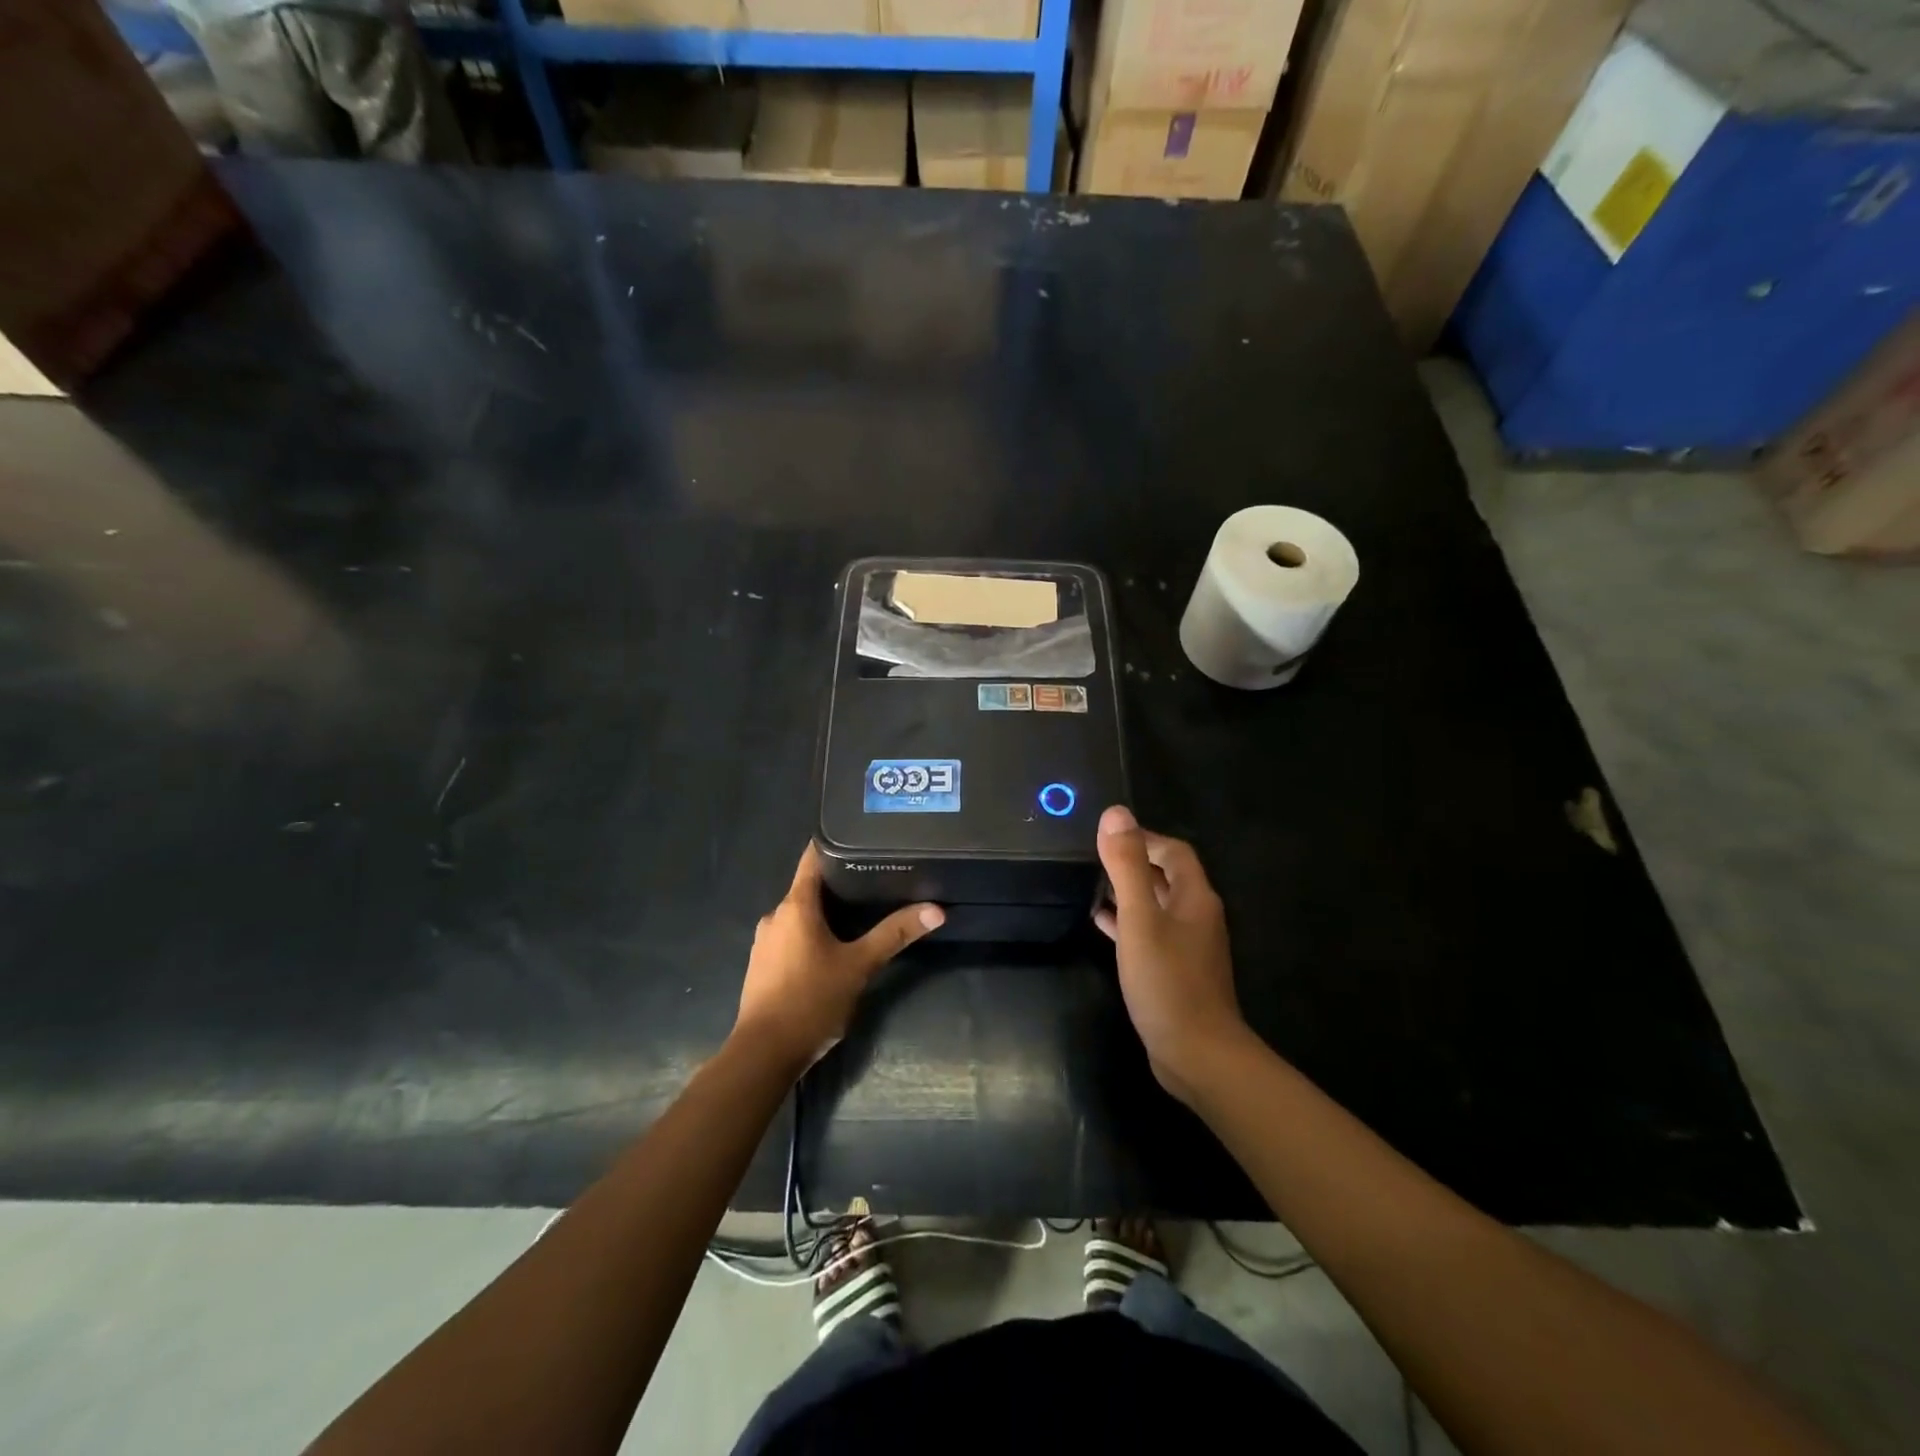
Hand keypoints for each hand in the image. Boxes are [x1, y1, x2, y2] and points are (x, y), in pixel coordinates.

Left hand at [733, 844, 943, 1073]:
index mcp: (795, 906)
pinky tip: (832, 949)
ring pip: (799, 915)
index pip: (812, 859)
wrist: (763, 1055)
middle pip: (808, 888)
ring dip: (824, 913)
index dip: (834, 844)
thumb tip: (936, 910)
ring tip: (859, 914)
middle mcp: (775, 916)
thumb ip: (895, 934)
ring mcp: (765, 942)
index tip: (859, 838)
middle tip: (874, 880)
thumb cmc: (811, 1001)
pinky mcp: (762, 966)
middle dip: (838, 885)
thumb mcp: (859, 966)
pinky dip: (810, 935)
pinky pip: (789, 937)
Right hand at [1094, 806, 1248, 1103]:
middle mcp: (1197, 916)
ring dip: (1128, 893)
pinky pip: (1150, 933)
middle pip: (1166, 876)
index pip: (1174, 851)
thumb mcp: (1140, 918)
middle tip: (1093, 858)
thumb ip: (1127, 866)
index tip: (1108, 836)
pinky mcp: (1175, 971)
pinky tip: (1100, 924)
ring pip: (1156, 906)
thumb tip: (1116, 813)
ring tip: (1090, 885)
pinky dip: (1127, 922)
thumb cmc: (1167, 980)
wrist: (1197, 1053)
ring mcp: (1188, 946)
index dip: (1144, 838)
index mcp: (1195, 897)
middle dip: (1133, 863)